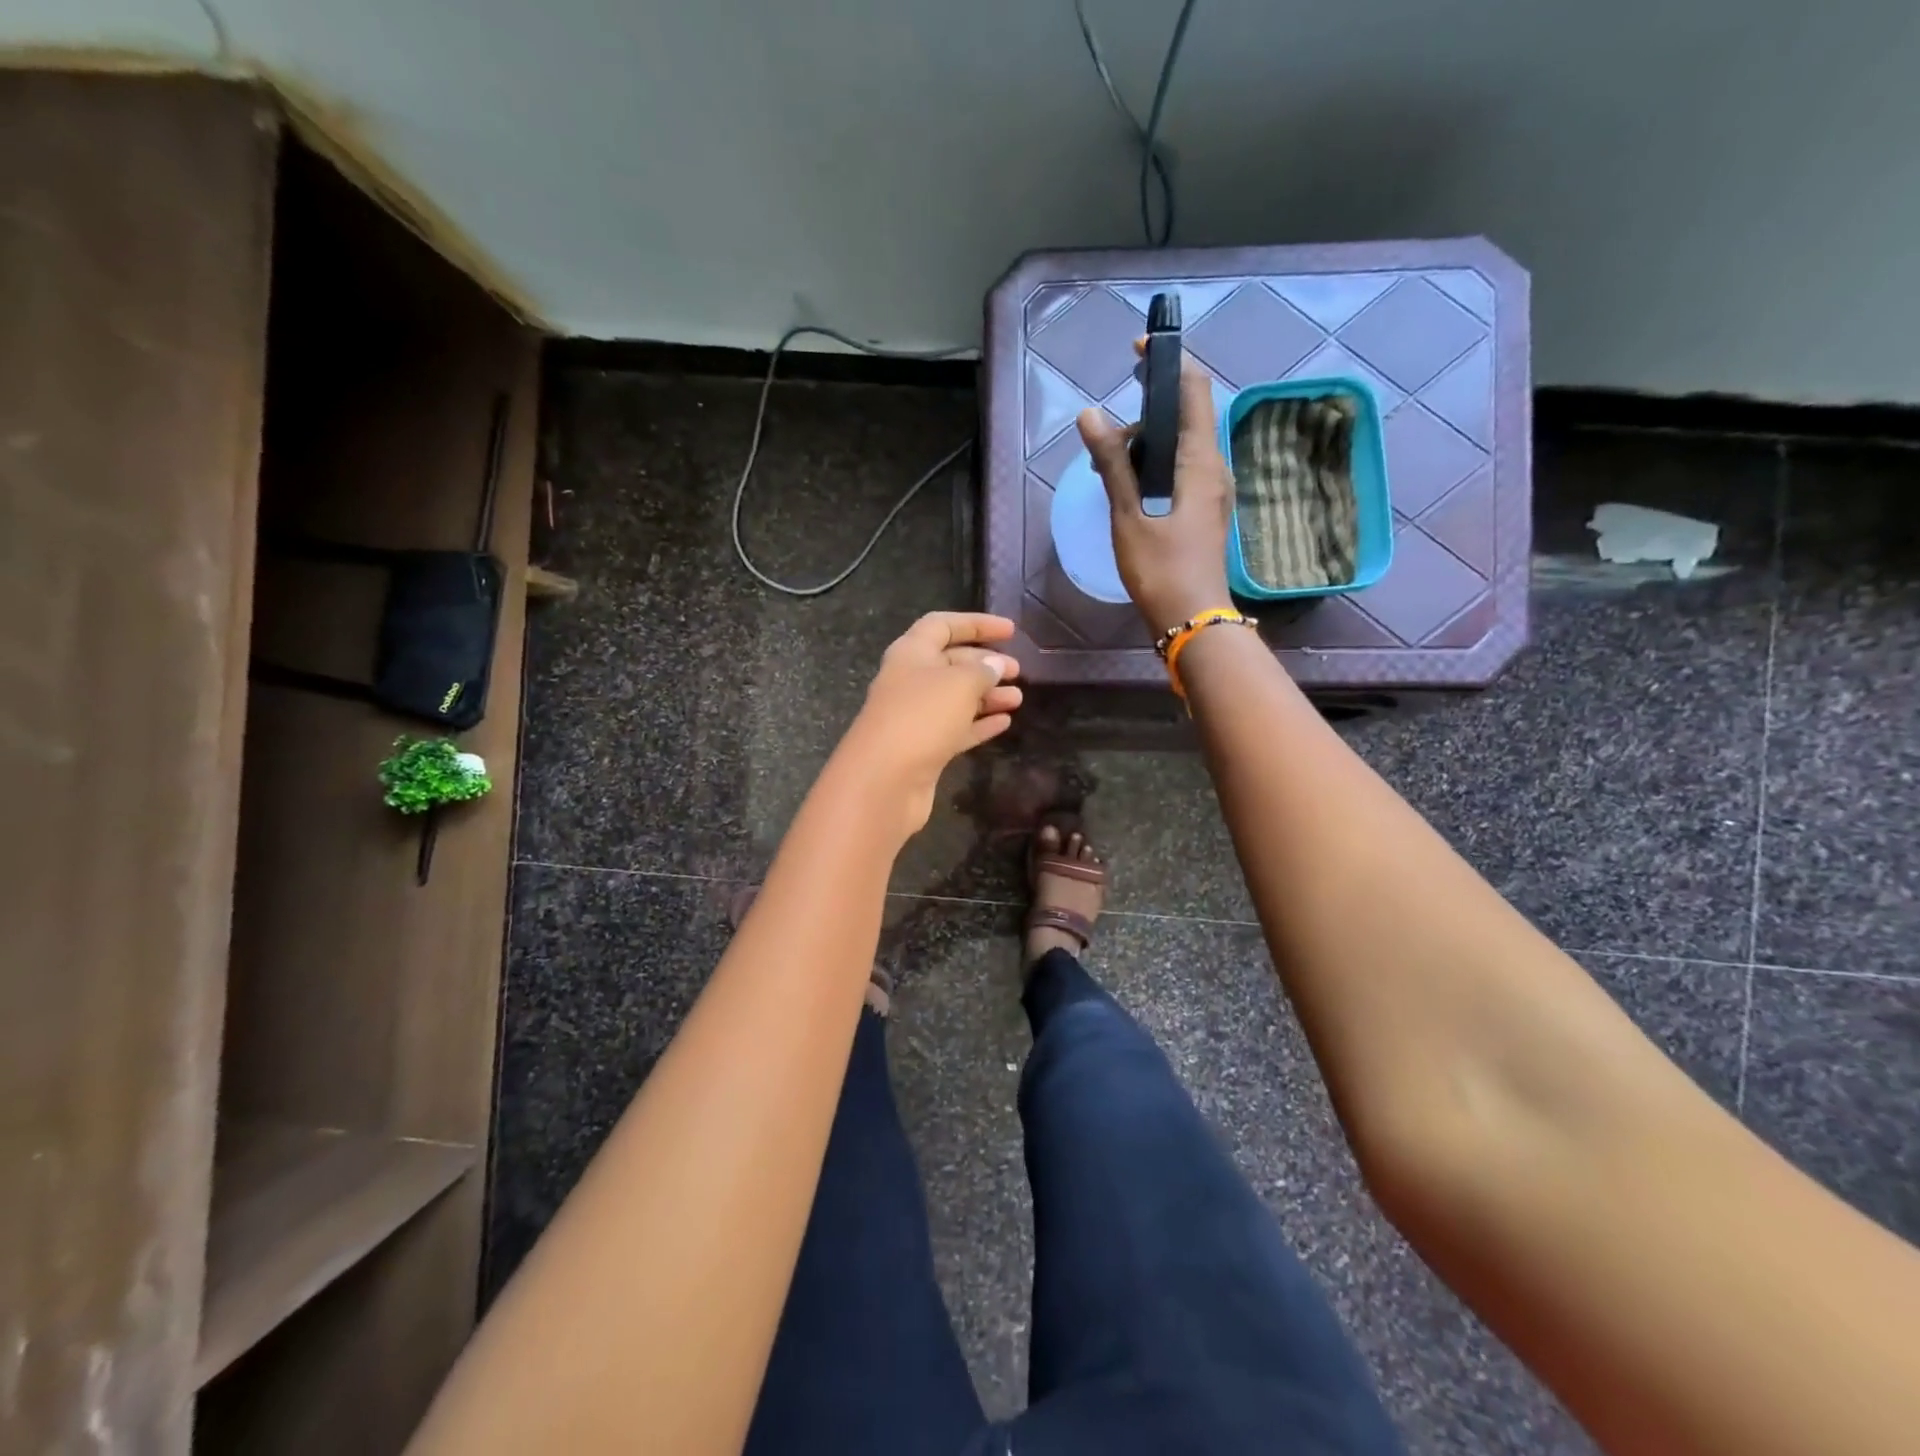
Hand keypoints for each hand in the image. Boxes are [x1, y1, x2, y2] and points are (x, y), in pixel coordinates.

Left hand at [841, 612, 1022, 836]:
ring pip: (956, 698)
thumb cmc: (921, 717)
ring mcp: (915, 716)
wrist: (884, 780)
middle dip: (985, 663)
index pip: (943, 625)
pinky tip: (1004, 722)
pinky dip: (979, 723)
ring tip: (1018, 699)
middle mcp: (910, 681)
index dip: (976, 624)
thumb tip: (994, 665)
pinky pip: (956, 729)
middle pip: (951, 662)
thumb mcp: (959, 684)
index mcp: (911, 653)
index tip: (1010, 630)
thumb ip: (982, 671)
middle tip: (1017, 670)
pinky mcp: (923, 748)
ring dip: (987, 696)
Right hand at [1076, 349, 1233, 635]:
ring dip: (1146, 445)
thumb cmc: (1161, 568)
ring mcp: (1212, 490)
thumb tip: (1090, 416)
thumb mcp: (1128, 516)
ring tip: (1109, 467)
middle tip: (1105, 438)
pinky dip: (1154, 467)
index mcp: (1200, 461)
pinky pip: (1181, 471)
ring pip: (1181, 447)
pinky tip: (1128, 488)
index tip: (1137, 353)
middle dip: (1146, 413)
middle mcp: (1214, 468)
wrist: (1191, 618)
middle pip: (1185, 417)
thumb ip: (1112, 464)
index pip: (1194, 390)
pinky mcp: (1204, 510)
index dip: (1169, 363)